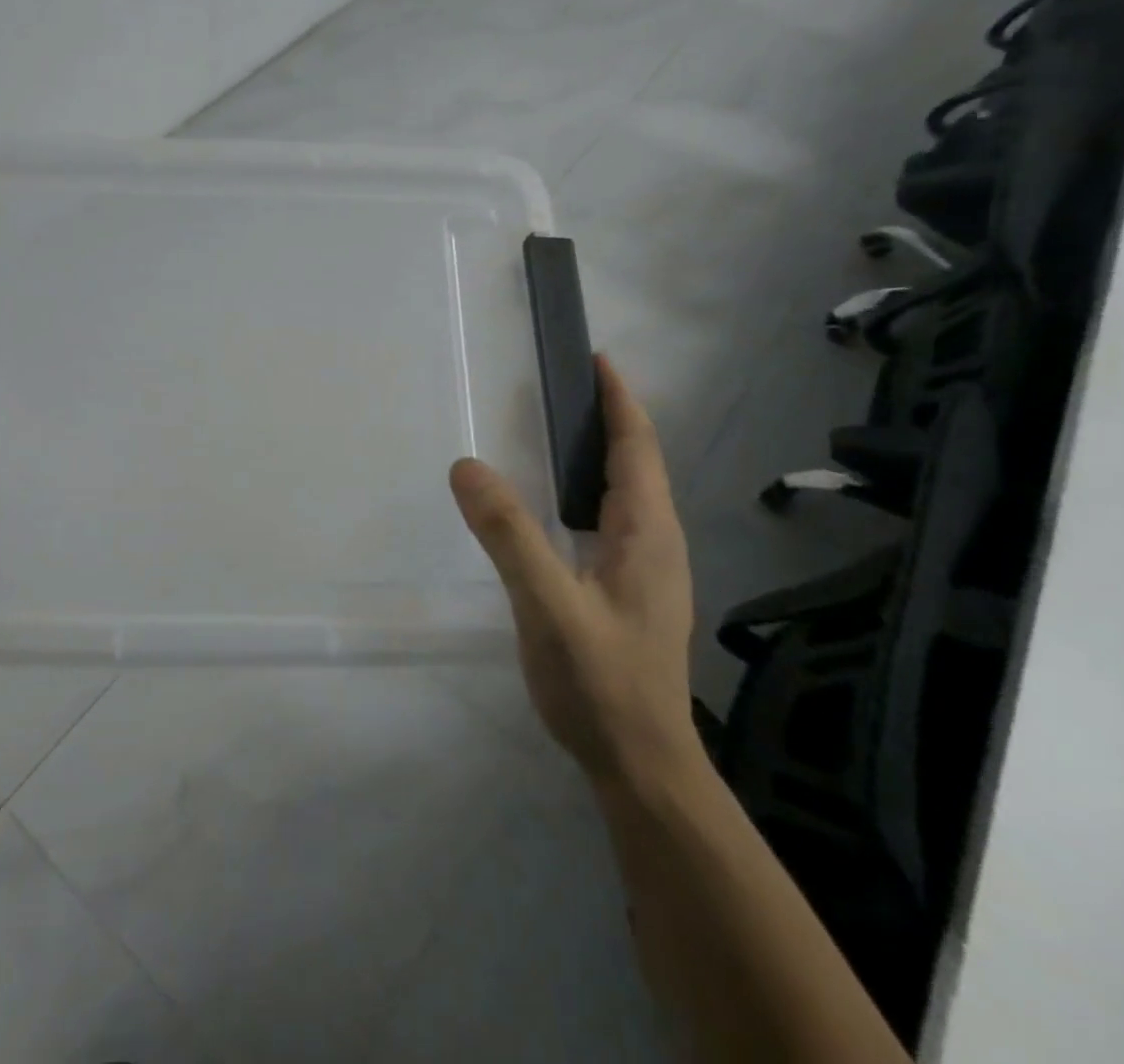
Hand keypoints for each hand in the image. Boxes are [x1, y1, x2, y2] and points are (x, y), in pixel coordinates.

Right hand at [450, 355, 700, 788]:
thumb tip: (467, 465)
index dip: (619, 400)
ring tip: (559, 433)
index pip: (637, 448)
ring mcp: (648, 570)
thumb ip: (508, 534)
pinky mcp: (632, 592)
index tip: (597, 359)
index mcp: (646, 533)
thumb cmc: (599, 681)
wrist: (641, 764)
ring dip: (602, 454)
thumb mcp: (547, 604)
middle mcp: (656, 543)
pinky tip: (559, 506)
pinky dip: (590, 490)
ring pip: (627, 494)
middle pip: (638, 464)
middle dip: (609, 419)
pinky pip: (613, 520)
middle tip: (563, 388)